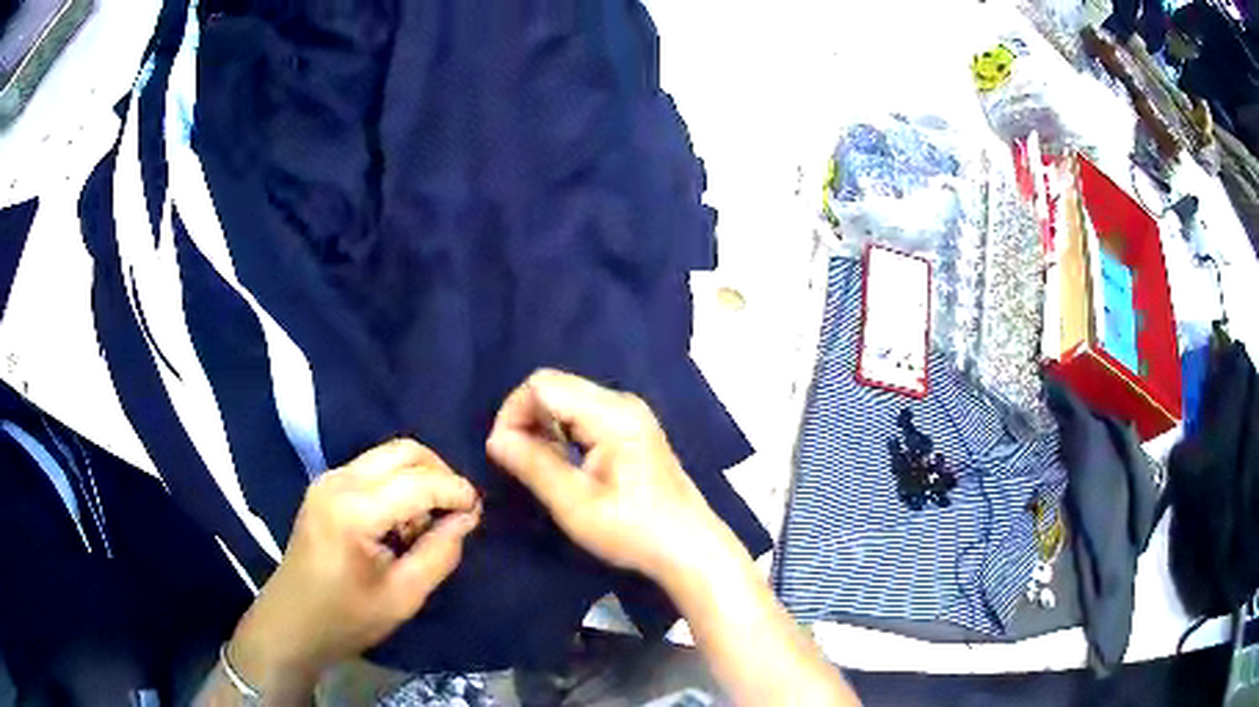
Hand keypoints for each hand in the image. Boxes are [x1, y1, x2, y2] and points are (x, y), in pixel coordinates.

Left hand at [227, 440, 480, 693]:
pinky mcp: (325, 486)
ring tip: (428, 521)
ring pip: (389, 455)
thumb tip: (466, 517)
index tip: (478, 512)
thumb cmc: (347, 618)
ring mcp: (328, 479)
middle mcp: (339, 481)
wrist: (292, 622)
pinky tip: (401, 520)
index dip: (456, 491)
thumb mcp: (403, 596)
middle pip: (404, 451)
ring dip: (418, 478)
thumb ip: (440, 552)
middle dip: (440, 474)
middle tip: (458, 511)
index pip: (419, 482)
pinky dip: (398, 483)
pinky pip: (373, 468)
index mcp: (355, 510)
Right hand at [486, 369, 727, 582]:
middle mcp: (622, 402)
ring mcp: (630, 414)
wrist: (689, 548)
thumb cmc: (633, 530)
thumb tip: (495, 439)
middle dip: (526, 418)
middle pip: (555, 387)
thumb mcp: (575, 503)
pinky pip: (584, 415)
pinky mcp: (632, 429)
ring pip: (568, 400)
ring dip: (543, 427)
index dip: (513, 412)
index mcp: (611, 413)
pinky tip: (564, 465)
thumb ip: (532, 465)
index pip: (542, 385)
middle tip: (518, 462)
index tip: (503, 451)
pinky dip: (563, 433)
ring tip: (539, 467)